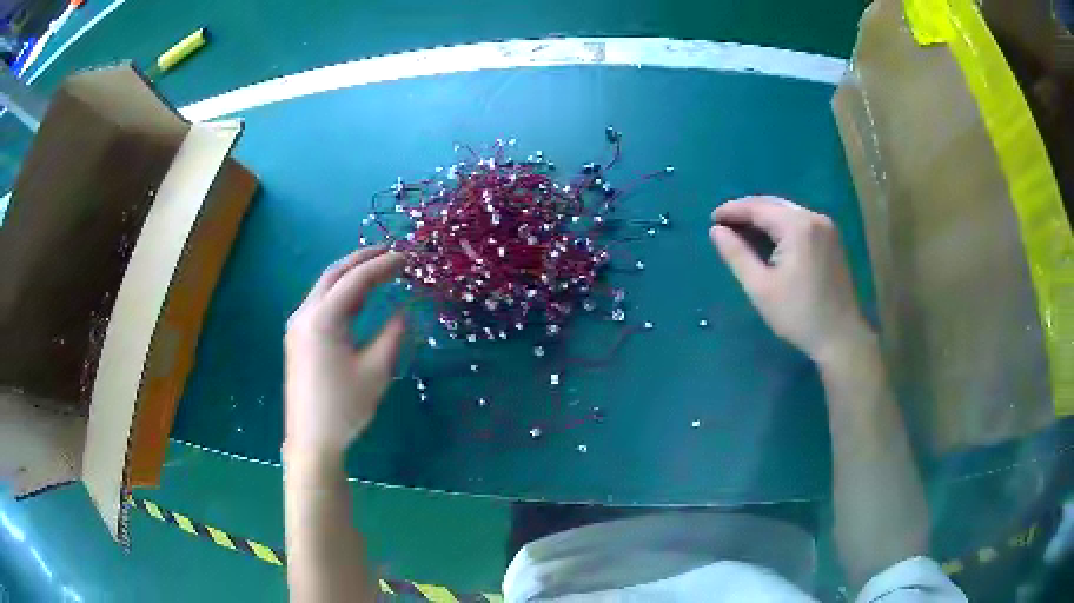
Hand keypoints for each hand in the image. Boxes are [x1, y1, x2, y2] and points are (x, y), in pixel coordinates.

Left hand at [284, 247, 405, 457]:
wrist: (311, 440)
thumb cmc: (345, 407)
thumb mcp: (376, 370)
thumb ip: (392, 334)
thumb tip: (404, 310)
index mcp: (323, 318)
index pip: (356, 280)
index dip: (384, 265)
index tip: (409, 256)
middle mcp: (305, 314)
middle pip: (334, 274)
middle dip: (363, 259)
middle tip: (391, 251)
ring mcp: (297, 326)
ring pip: (325, 287)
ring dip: (351, 275)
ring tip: (379, 269)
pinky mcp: (297, 339)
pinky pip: (320, 304)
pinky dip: (341, 293)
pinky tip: (357, 298)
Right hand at [709, 196, 869, 363]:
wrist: (840, 337)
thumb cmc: (798, 314)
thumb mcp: (760, 287)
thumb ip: (737, 255)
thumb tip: (716, 230)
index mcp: (797, 226)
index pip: (758, 207)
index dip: (733, 210)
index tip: (711, 219)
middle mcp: (814, 218)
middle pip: (774, 204)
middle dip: (747, 211)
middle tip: (724, 225)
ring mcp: (826, 227)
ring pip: (787, 212)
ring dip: (764, 218)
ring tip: (742, 232)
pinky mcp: (832, 239)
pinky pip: (800, 222)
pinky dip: (780, 226)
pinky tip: (769, 239)